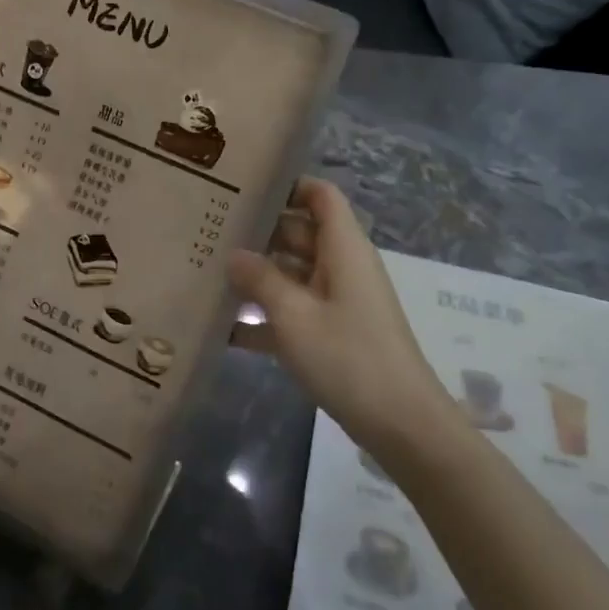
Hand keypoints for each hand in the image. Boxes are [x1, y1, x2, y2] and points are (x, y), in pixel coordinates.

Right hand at [229, 178, 453, 456]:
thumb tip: (233, 254)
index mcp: (343, 248)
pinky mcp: (333, 333)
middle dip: (259, 232)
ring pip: (293, 273)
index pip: (320, 195)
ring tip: (208, 273)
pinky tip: (224, 328)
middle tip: (210, 232)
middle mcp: (342, 265)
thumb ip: (260, 279)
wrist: (400, 424)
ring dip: (258, 275)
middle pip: (300, 233)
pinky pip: (295, 311)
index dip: (288, 185)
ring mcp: (338, 300)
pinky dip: (267, 315)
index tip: (244, 187)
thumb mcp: (294, 316)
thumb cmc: (348, 357)